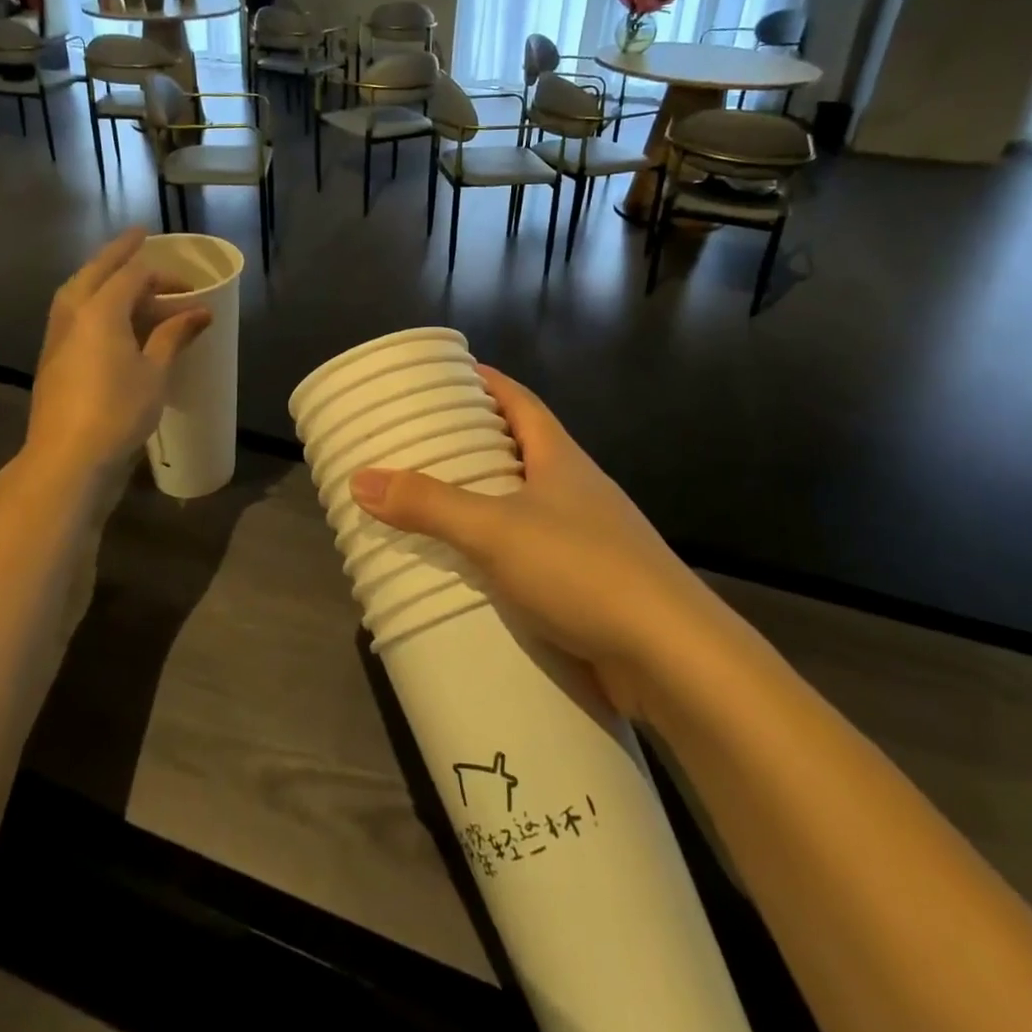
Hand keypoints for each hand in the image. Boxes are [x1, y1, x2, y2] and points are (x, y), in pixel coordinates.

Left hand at [21, 228, 209, 490]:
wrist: (67, 460)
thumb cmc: (118, 412)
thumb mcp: (155, 372)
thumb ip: (173, 336)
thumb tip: (200, 313)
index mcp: (99, 311)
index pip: (132, 275)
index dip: (163, 274)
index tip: (190, 286)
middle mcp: (73, 315)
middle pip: (95, 272)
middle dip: (118, 253)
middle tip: (138, 238)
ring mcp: (57, 338)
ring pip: (77, 292)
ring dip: (99, 277)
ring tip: (120, 274)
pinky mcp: (52, 360)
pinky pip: (72, 315)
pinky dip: (91, 303)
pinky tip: (106, 317)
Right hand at [348, 367, 702, 715]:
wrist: (671, 656)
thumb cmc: (582, 568)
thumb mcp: (494, 530)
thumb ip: (428, 504)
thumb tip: (360, 478)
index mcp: (560, 458)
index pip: (520, 401)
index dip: (487, 382)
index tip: (450, 375)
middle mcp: (577, 488)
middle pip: (523, 448)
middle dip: (477, 441)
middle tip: (424, 441)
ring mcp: (588, 536)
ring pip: (528, 502)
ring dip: (487, 498)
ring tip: (436, 501)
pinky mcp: (590, 582)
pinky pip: (534, 550)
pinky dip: (501, 548)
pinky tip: (473, 566)